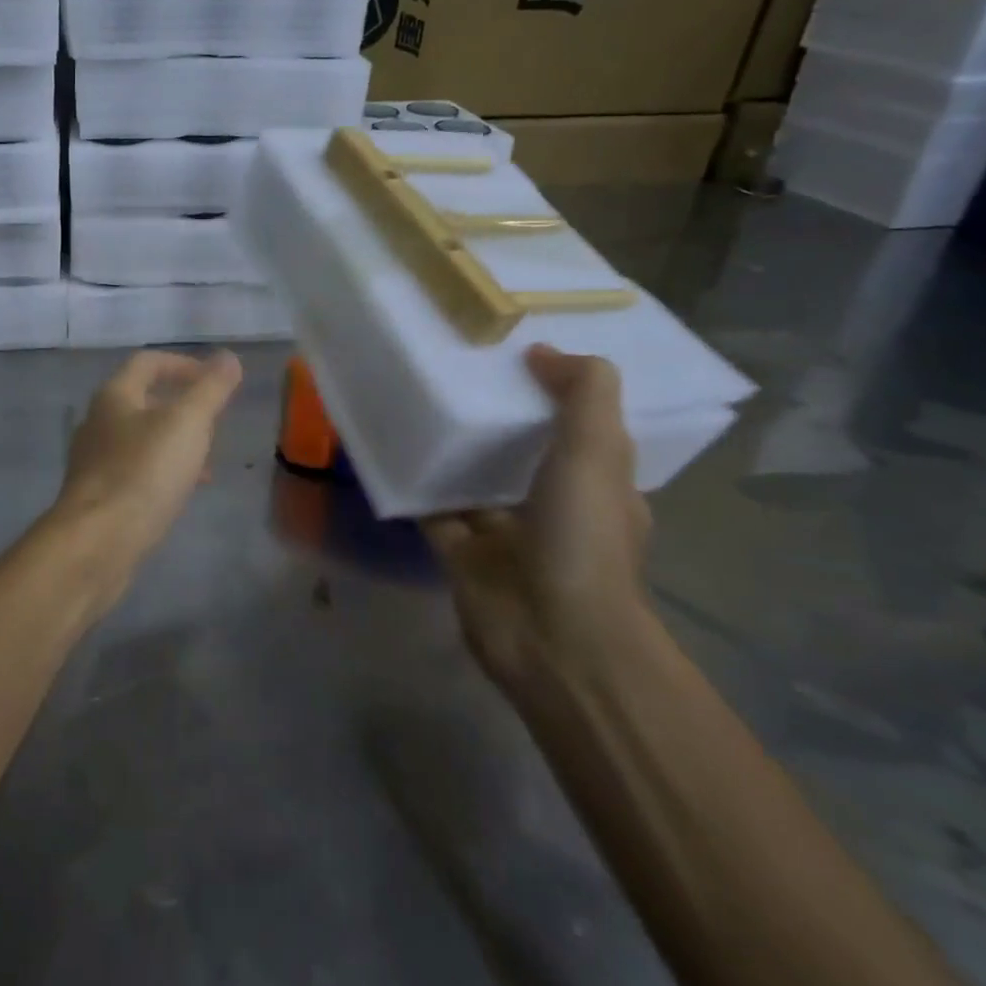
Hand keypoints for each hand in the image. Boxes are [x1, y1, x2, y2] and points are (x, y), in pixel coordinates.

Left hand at [51, 350, 242, 571]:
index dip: (183, 364)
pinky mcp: (98, 495)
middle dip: (182, 405)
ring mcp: (94, 460)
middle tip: (215, 420)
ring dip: (175, 441)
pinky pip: (136, 470)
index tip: (215, 380)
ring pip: (141, 438)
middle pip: (143, 399)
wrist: (96, 543)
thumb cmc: (143, 473)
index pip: (148, 362)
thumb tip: (229, 357)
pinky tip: (184, 491)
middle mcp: (98, 421)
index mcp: (115, 395)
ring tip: (208, 460)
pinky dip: (163, 470)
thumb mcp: (187, 424)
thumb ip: (210, 389)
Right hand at [424, 345, 653, 695]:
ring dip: (451, 444)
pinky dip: (412, 478)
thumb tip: (543, 351)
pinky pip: (430, 502)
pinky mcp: (458, 549)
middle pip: (519, 448)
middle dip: (494, 413)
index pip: (579, 428)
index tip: (519, 350)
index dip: (555, 389)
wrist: (551, 635)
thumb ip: (583, 394)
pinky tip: (387, 440)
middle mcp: (550, 506)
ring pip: (471, 475)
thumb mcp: (597, 453)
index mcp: (597, 486)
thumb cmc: (583, 539)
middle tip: (456, 363)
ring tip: (416, 392)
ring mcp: (502, 531)